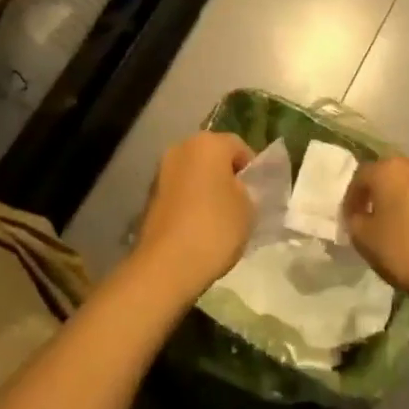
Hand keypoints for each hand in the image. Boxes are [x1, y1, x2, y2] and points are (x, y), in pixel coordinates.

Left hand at [132, 132, 256, 302]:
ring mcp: (160, 171)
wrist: (166, 264)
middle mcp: (180, 148)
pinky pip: (179, 191)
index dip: (252, 169)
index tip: (259, 193)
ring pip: (193, 173)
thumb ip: (246, 190)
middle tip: (240, 203)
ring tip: (219, 218)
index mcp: (207, 143)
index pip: (239, 146)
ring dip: (205, 188)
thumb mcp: (248, 208)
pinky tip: (198, 226)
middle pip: (212, 156)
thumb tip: (236, 188)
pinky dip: (189, 201)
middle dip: (226, 175)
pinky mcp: (149, 195)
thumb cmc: (214, 228)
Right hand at [344, 157, 408, 309]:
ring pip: (405, 180)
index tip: (349, 219)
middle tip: (366, 215)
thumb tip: (359, 213)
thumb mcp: (363, 238)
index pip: (359, 177)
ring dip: (394, 194)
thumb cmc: (403, 252)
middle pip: (384, 172)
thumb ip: (353, 218)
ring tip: (389, 219)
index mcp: (387, 170)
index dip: (350, 199)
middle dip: (373, 191)